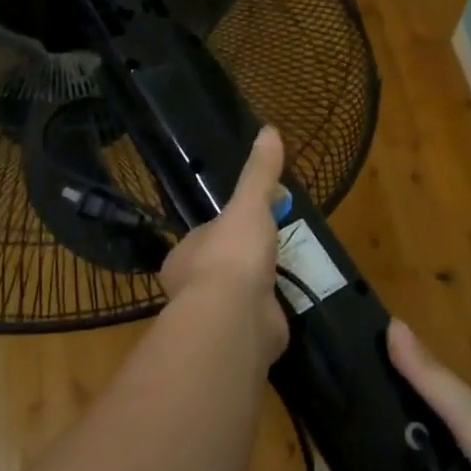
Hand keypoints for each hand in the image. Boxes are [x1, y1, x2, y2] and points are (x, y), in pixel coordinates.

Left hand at [158, 126, 289, 363]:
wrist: (236, 317)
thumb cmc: (233, 254)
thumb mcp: (248, 205)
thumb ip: (259, 173)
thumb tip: (269, 130)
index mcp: (184, 256)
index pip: (205, 237)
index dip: (228, 228)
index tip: (253, 221)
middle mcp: (192, 289)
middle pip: (220, 267)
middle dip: (243, 261)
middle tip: (274, 248)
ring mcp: (216, 318)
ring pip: (236, 298)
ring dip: (257, 289)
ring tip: (285, 276)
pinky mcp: (239, 340)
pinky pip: (255, 322)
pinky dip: (269, 314)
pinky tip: (286, 306)